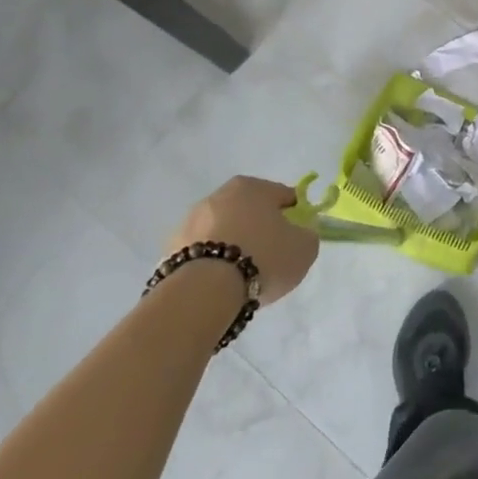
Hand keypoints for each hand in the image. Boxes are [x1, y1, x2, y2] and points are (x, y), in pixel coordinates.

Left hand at [164, 176, 317, 305]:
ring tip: (241, 277)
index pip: (282, 196)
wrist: (204, 292)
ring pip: (222, 231)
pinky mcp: (170, 248)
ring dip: (232, 245)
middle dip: (259, 230)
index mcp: (252, 186)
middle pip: (249, 211)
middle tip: (269, 258)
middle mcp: (219, 195)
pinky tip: (218, 285)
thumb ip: (307, 235)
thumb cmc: (262, 258)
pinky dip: (210, 263)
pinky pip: (201, 253)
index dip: (294, 217)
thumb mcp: (304, 248)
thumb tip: (300, 234)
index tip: (295, 239)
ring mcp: (190, 220)